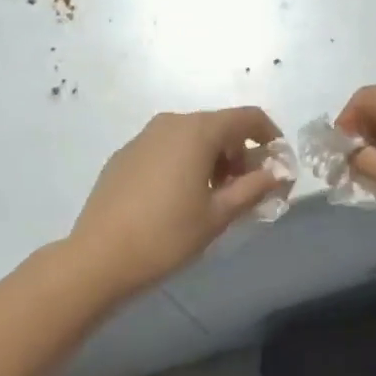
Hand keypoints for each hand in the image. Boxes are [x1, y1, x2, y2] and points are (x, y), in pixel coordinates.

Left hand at [68, 108, 285, 298]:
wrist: (97, 258)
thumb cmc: (166, 235)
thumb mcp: (218, 215)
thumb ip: (254, 188)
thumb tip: (277, 173)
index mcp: (198, 130)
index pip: (247, 117)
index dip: (269, 134)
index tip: (278, 163)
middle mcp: (172, 122)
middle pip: (219, 126)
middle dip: (239, 152)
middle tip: (246, 189)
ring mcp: (144, 136)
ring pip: (191, 136)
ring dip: (212, 158)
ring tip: (214, 197)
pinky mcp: (125, 154)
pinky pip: (166, 147)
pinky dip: (184, 162)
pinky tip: (178, 198)